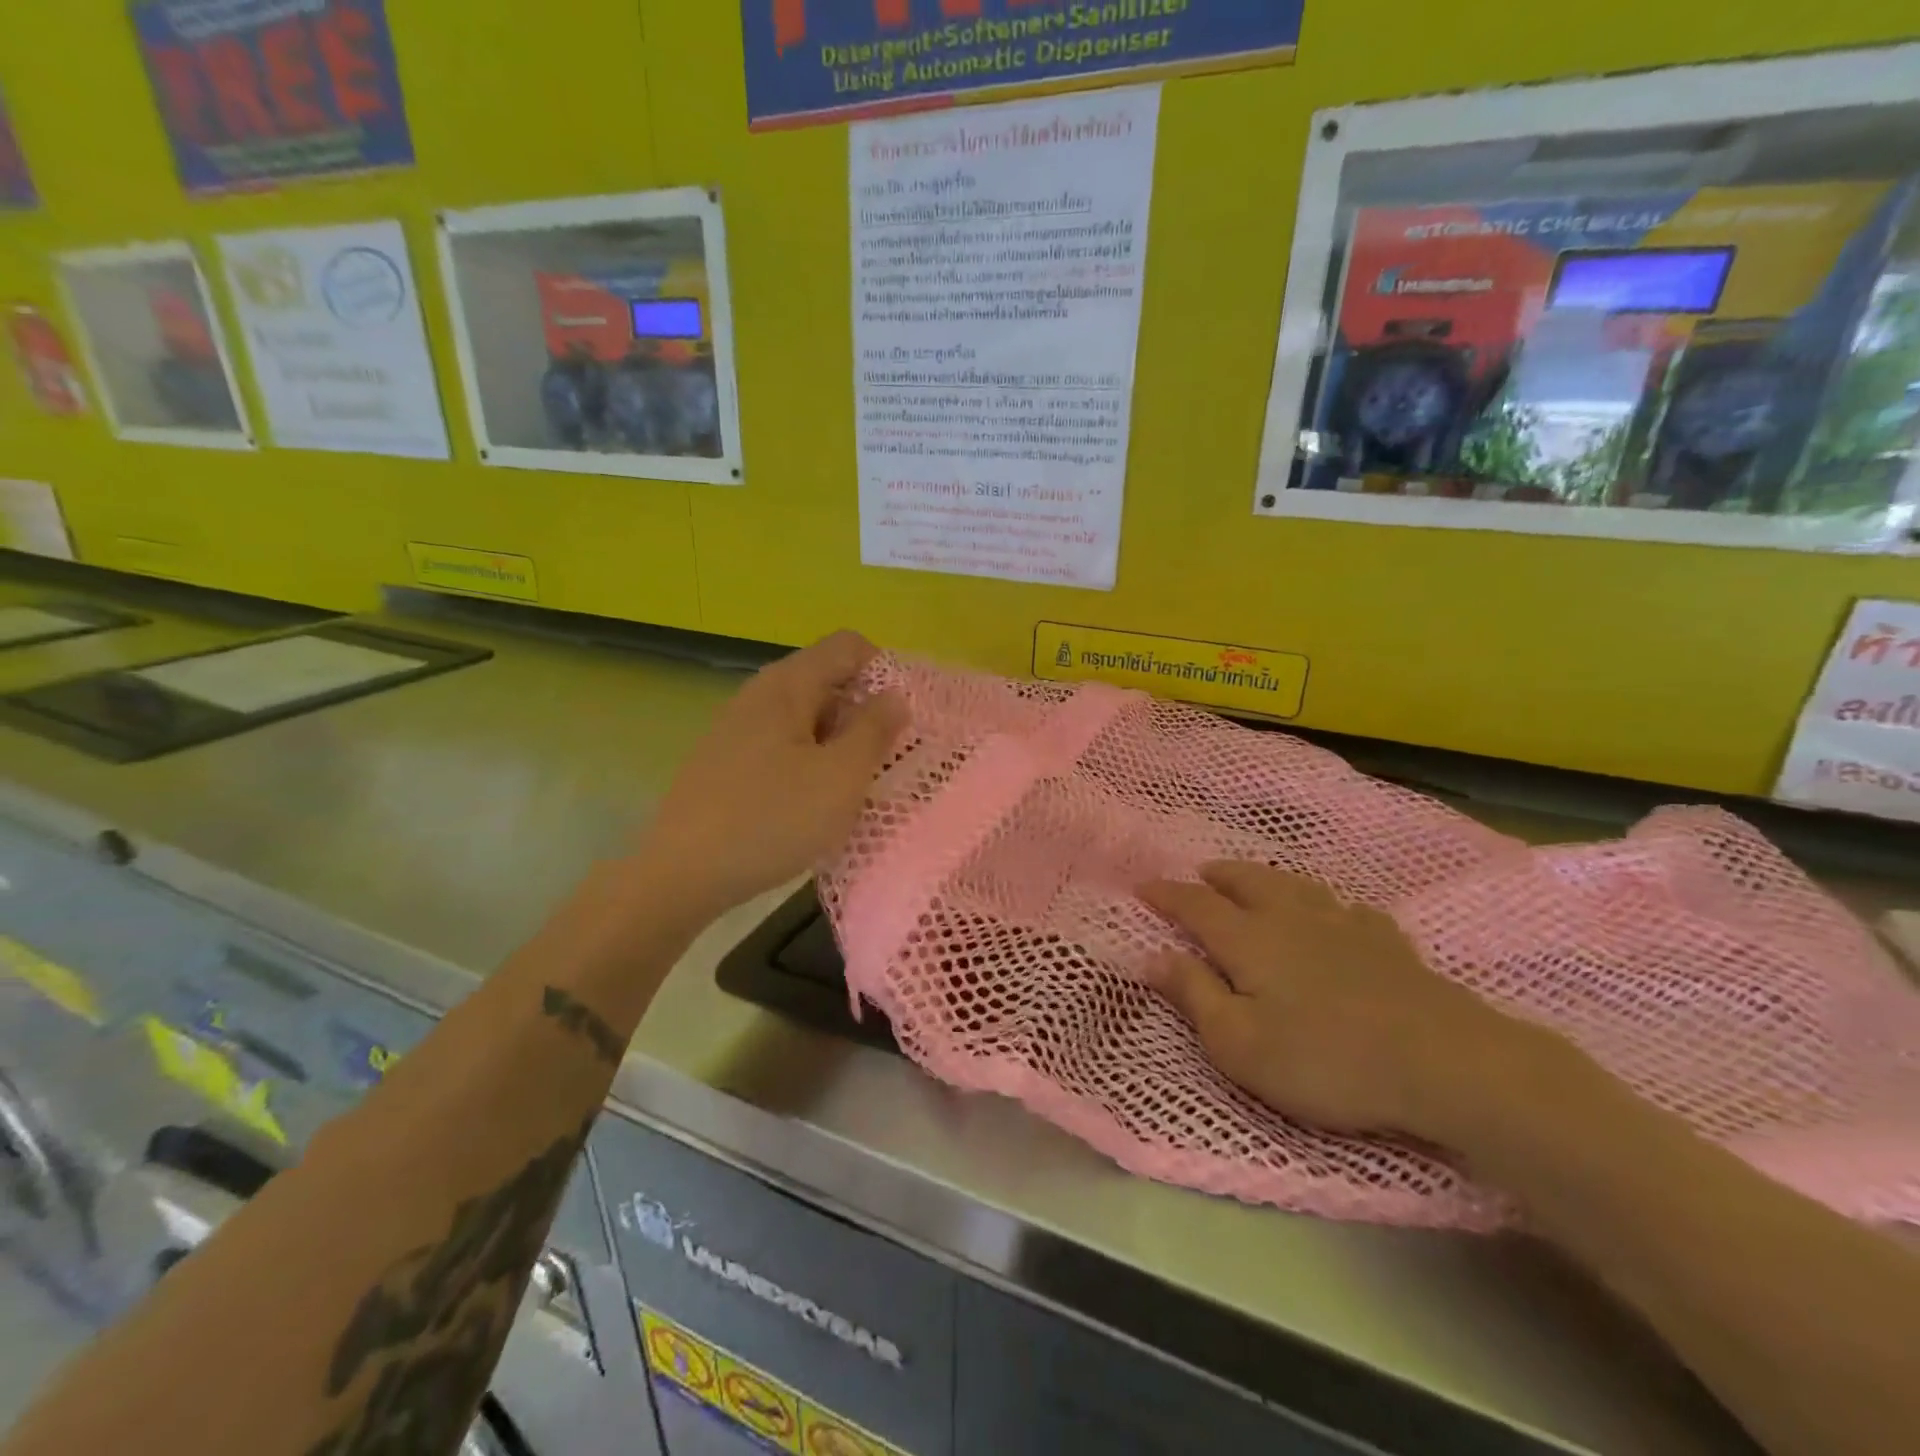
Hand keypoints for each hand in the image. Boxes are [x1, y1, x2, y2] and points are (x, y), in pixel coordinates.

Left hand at [631, 632, 906, 919]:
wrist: (683, 873)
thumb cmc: (772, 819)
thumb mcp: (841, 776)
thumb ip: (875, 729)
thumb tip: (895, 695)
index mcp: (788, 684)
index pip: (849, 646)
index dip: (884, 672)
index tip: (899, 720)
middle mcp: (761, 693)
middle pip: (828, 679)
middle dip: (864, 712)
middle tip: (883, 760)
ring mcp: (740, 726)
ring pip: (808, 716)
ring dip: (840, 741)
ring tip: (853, 786)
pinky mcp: (729, 759)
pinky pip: (785, 743)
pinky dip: (811, 760)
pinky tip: (813, 802)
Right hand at [1139, 863, 1551, 1144]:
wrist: (1443, 1063)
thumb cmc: (1326, 1060)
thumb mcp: (1239, 1044)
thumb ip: (1193, 994)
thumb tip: (1150, 955)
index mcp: (1248, 940)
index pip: (1196, 906)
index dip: (1166, 895)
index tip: (1142, 886)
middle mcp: (1290, 919)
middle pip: (1247, 882)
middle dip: (1217, 875)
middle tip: (1200, 872)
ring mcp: (1344, 926)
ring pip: (1296, 886)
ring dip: (1266, 878)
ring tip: (1254, 879)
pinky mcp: (1388, 944)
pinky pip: (1350, 910)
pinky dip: (1331, 906)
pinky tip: (1338, 914)